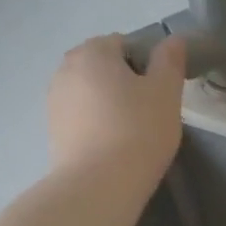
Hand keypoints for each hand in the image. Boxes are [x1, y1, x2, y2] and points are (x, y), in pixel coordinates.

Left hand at [47, 34, 186, 188]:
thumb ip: (170, 60)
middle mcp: (66, 69)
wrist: (98, 185)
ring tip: (131, 132)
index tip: (159, 92)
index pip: (124, 43)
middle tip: (148, 112)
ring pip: (91, 93)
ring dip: (109, 103)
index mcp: (93, 52)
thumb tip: (173, 40)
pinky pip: (81, 117)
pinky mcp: (52, 131)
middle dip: (125, 82)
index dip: (146, 64)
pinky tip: (112, 147)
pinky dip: (96, 124)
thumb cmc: (138, 131)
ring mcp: (54, 100)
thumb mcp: (166, 92)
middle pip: (104, 67)